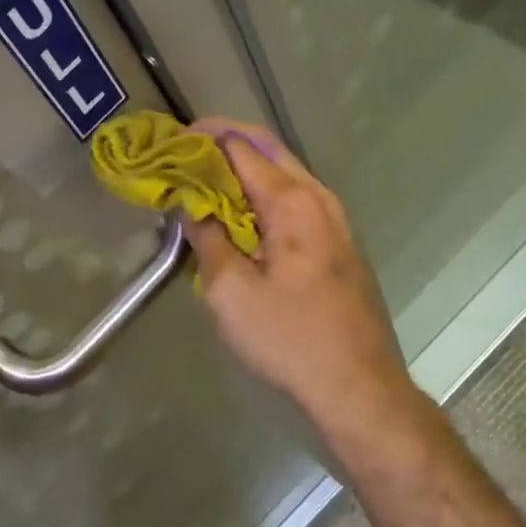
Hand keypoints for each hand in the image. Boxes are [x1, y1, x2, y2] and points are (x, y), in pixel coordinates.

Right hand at [184, 120, 417, 431]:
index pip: (241, 147)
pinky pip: (295, 201)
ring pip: (284, 175)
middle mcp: (319, 199)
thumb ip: (207, 238)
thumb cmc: (289, 339)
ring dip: (244, 170)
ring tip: (203, 182)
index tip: (168, 144)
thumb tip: (191, 205)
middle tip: (183, 154)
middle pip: (268, 150)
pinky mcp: (339, 244)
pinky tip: (238, 217)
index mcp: (293, 202)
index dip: (201, 139)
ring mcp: (335, 221)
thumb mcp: (230, 291)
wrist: (357, 387)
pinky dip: (262, 196)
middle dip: (224, 144)